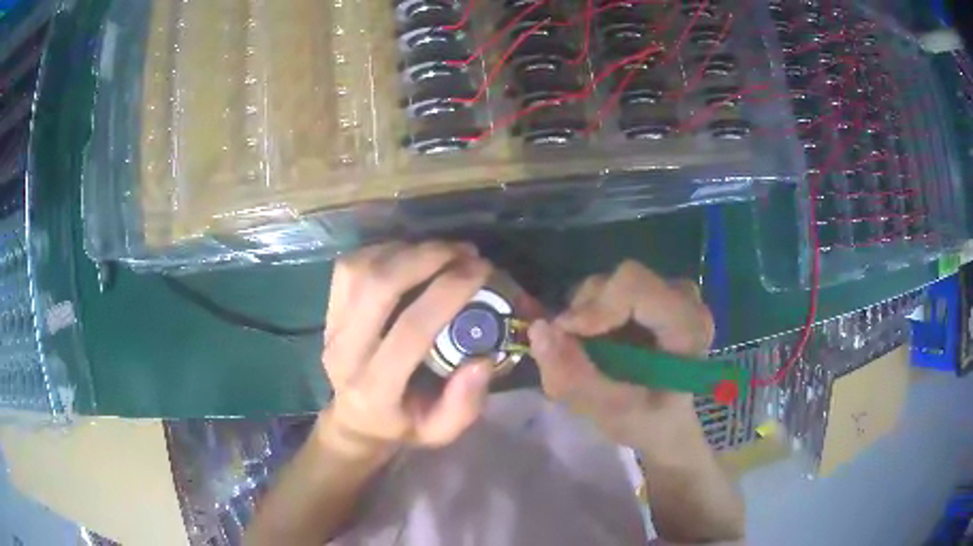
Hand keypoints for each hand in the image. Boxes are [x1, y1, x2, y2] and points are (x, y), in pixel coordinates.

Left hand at [318, 242, 493, 459]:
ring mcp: (331, 328)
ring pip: (360, 269)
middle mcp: (345, 354)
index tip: (482, 271)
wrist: (355, 419)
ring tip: (443, 251)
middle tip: (465, 251)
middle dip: (425, 258)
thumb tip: (482, 360)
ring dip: (405, 250)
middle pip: (377, 286)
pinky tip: (411, 254)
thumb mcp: (441, 431)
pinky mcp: (328, 311)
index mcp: (375, 390)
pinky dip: (383, 251)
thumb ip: (463, 404)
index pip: (411, 331)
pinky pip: (349, 266)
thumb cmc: (403, 425)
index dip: (448, 293)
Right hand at [528, 260, 714, 454]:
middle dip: (586, 315)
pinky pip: (608, 291)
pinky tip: (595, 345)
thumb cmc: (647, 422)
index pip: (635, 285)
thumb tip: (537, 329)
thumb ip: (573, 375)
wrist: (666, 421)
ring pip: (609, 283)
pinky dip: (589, 317)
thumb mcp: (609, 411)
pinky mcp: (651, 294)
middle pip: (620, 281)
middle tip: (573, 353)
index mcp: (688, 326)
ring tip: (585, 356)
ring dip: (585, 318)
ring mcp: (668, 292)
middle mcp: (684, 299)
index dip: (595, 305)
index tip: (568, 336)